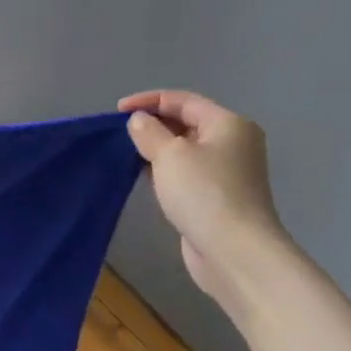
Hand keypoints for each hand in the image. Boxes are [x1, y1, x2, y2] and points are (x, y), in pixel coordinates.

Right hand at [119, 90, 288, 308]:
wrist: (234, 250)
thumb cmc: (203, 193)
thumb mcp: (170, 155)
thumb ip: (150, 132)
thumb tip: (139, 120)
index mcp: (228, 124)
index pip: (183, 100)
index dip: (149, 100)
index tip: (116, 111)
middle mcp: (233, 143)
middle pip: (187, 123)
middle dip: (153, 124)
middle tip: (119, 134)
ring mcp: (227, 172)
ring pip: (185, 149)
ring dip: (157, 149)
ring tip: (126, 154)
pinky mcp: (217, 196)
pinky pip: (186, 172)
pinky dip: (165, 170)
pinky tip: (144, 177)